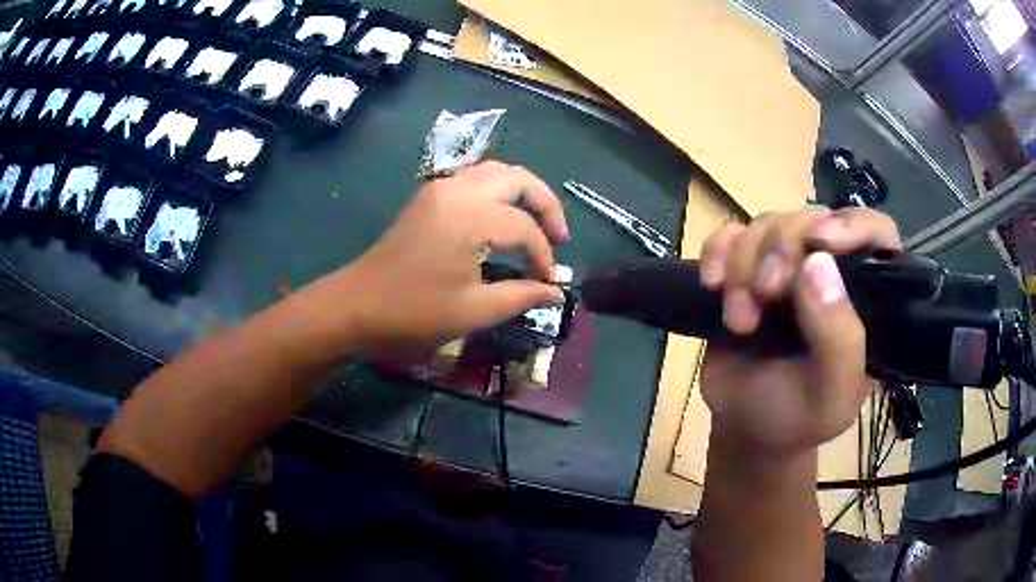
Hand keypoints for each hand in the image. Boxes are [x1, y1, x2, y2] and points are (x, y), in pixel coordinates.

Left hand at [299, 161, 569, 356]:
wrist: (356, 305)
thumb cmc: (413, 312)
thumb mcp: (473, 311)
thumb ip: (520, 297)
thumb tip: (555, 291)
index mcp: (471, 217)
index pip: (525, 229)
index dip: (544, 256)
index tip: (548, 282)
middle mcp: (459, 190)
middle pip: (518, 178)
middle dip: (546, 205)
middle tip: (558, 238)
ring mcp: (441, 188)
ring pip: (496, 171)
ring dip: (523, 193)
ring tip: (536, 225)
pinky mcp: (429, 196)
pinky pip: (475, 178)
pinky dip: (499, 191)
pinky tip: (503, 218)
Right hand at [698, 207, 900, 455]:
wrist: (744, 427)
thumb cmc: (798, 417)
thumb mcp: (831, 396)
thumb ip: (839, 338)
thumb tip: (818, 262)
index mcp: (865, 297)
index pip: (876, 234)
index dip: (853, 225)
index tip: (822, 241)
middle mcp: (830, 270)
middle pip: (811, 219)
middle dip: (782, 250)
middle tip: (765, 294)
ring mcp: (786, 265)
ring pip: (767, 223)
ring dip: (745, 264)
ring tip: (738, 320)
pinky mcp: (746, 267)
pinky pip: (729, 235)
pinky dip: (716, 252)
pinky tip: (711, 285)